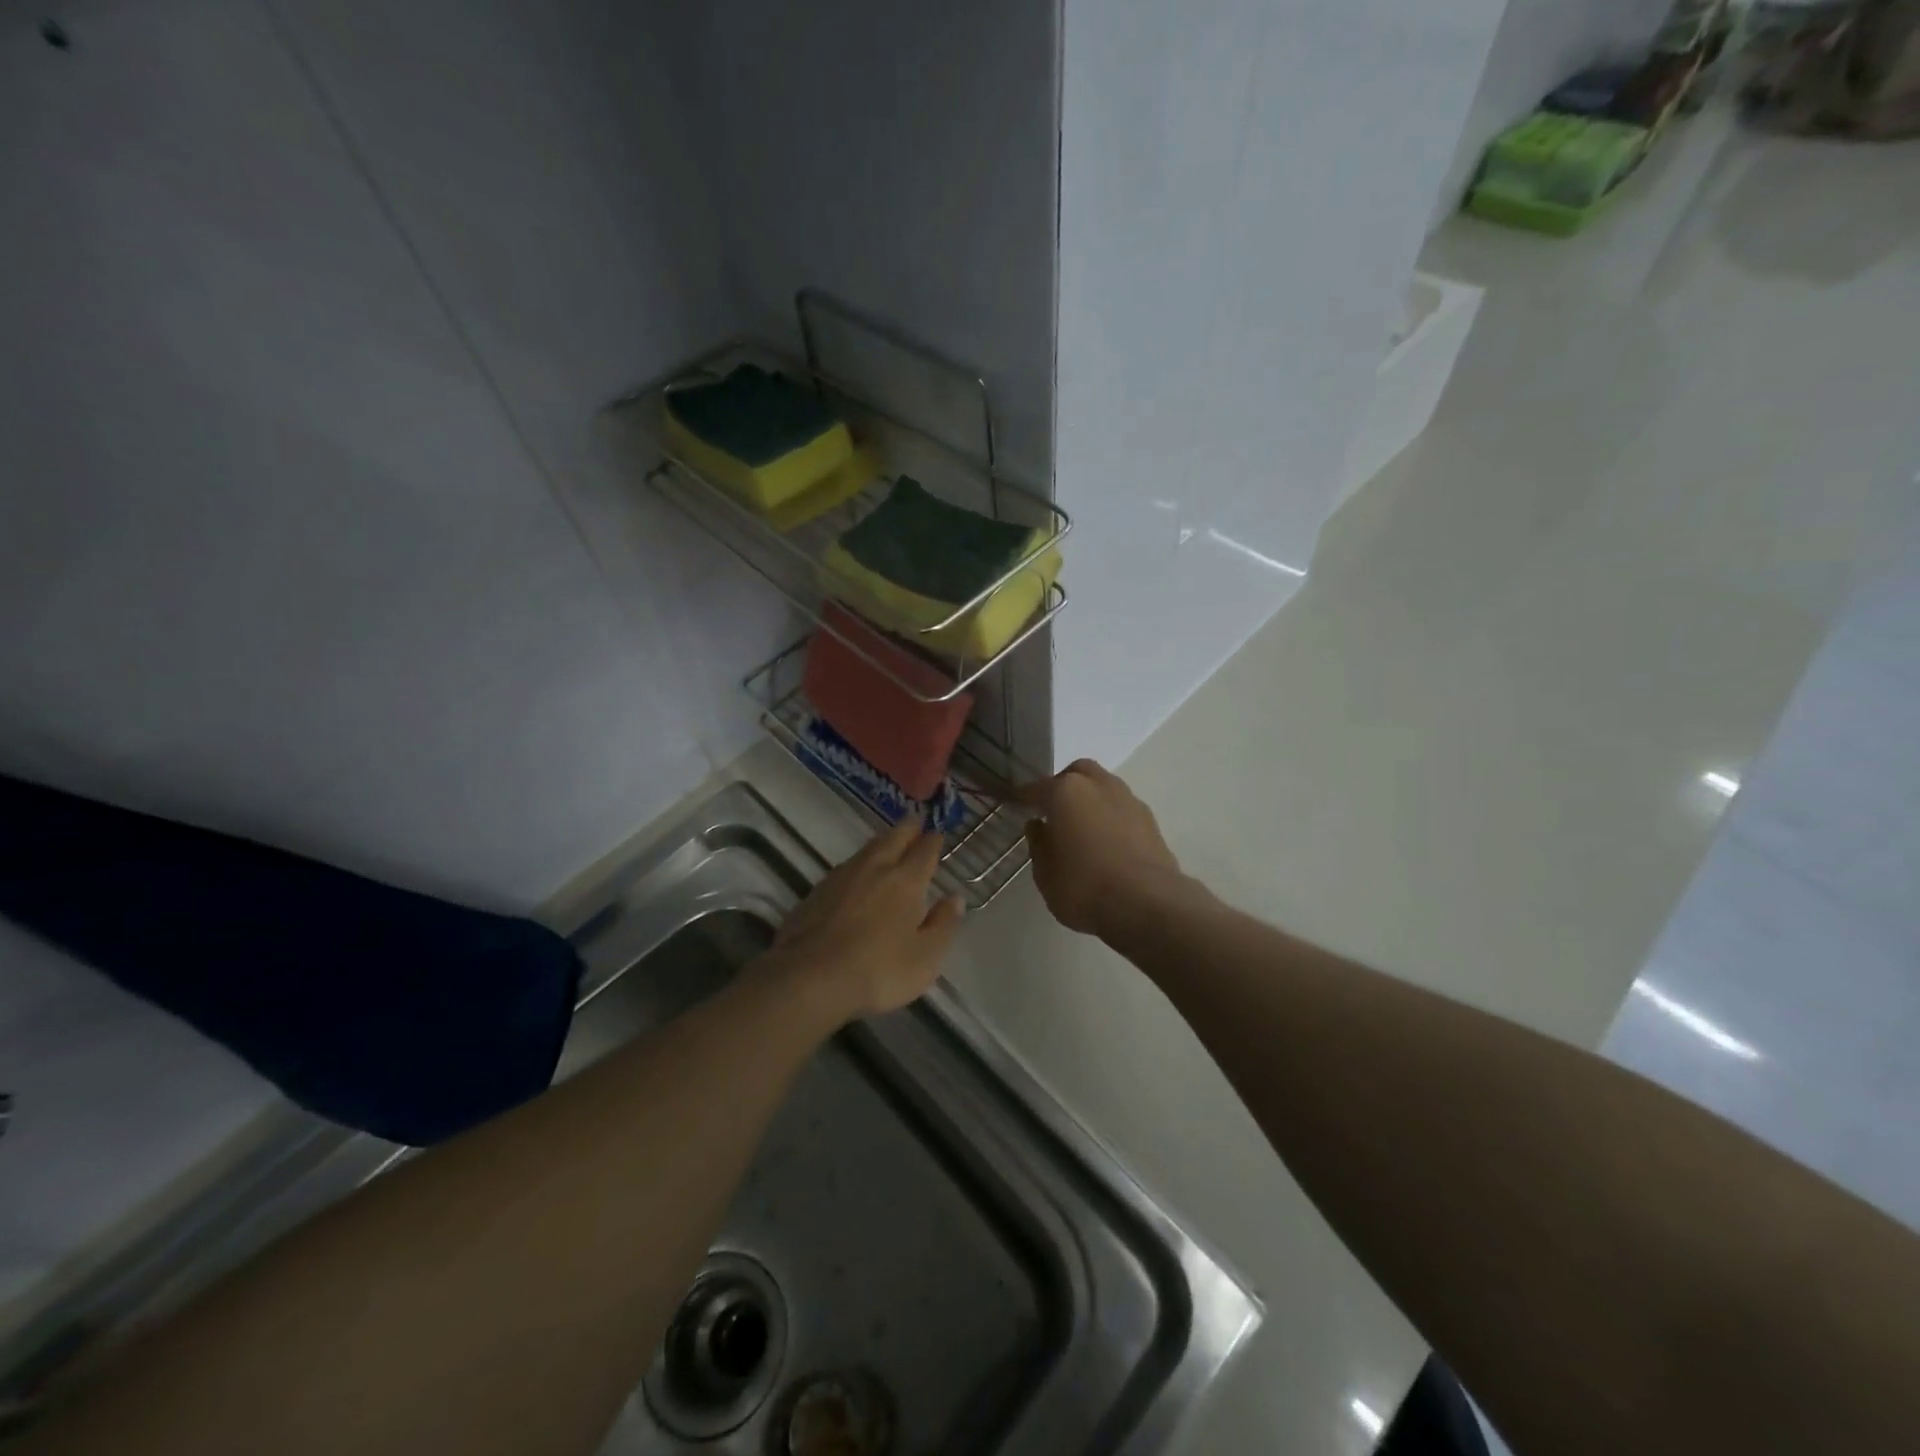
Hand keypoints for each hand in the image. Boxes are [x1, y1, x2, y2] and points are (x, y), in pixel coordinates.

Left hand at [762, 820, 963, 1023]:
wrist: (810, 978)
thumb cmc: (878, 970)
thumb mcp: (925, 957)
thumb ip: (943, 924)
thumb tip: (954, 898)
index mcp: (905, 881)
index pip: (924, 852)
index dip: (933, 841)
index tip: (938, 834)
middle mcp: (874, 869)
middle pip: (893, 839)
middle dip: (907, 829)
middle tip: (915, 822)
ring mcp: (841, 878)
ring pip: (867, 849)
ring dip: (882, 842)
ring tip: (889, 842)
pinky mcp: (816, 892)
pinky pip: (846, 867)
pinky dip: (859, 863)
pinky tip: (857, 874)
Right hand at [1018, 760, 1182, 937]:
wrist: (1146, 904)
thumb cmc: (1083, 886)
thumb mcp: (1045, 873)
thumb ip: (1039, 844)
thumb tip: (1038, 825)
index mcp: (1066, 791)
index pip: (1037, 787)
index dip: (1024, 797)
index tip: (1017, 804)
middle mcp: (1098, 785)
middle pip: (1077, 774)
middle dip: (1064, 786)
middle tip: (1054, 812)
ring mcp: (1129, 800)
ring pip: (1104, 787)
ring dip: (1091, 800)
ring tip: (1082, 828)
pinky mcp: (1151, 821)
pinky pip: (1122, 809)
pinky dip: (1111, 817)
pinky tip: (1107, 842)